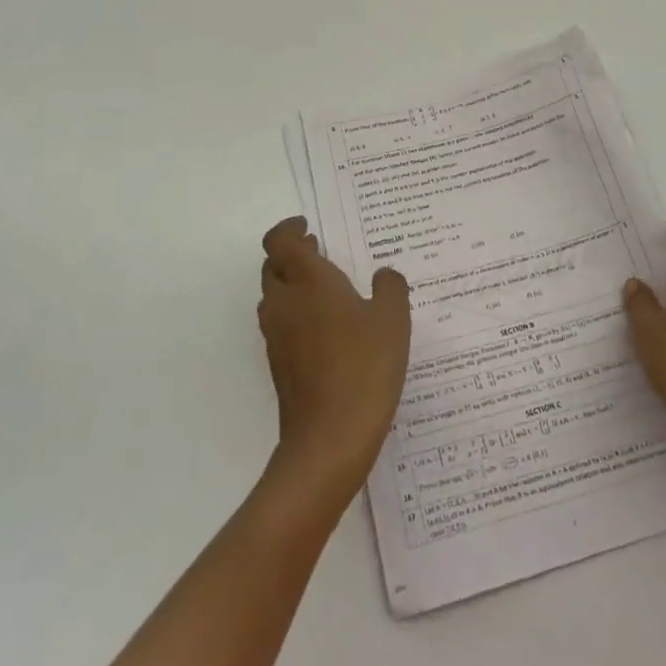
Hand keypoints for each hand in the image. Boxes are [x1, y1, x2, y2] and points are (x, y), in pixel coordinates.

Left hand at [258, 217, 411, 500]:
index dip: (289, 229)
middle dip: (293, 255)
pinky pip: (283, 326)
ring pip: (275, 297)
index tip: (308, 227)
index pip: (279, 241)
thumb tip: (382, 275)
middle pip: (273, 267)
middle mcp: (283, 303)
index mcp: (306, 280)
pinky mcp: (279, 366)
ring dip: (293, 286)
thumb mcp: (392, 319)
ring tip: (329, 290)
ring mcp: (276, 337)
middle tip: (320, 252)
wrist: (330, 439)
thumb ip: (390, 287)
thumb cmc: (364, 365)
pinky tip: (331, 330)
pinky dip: (298, 316)